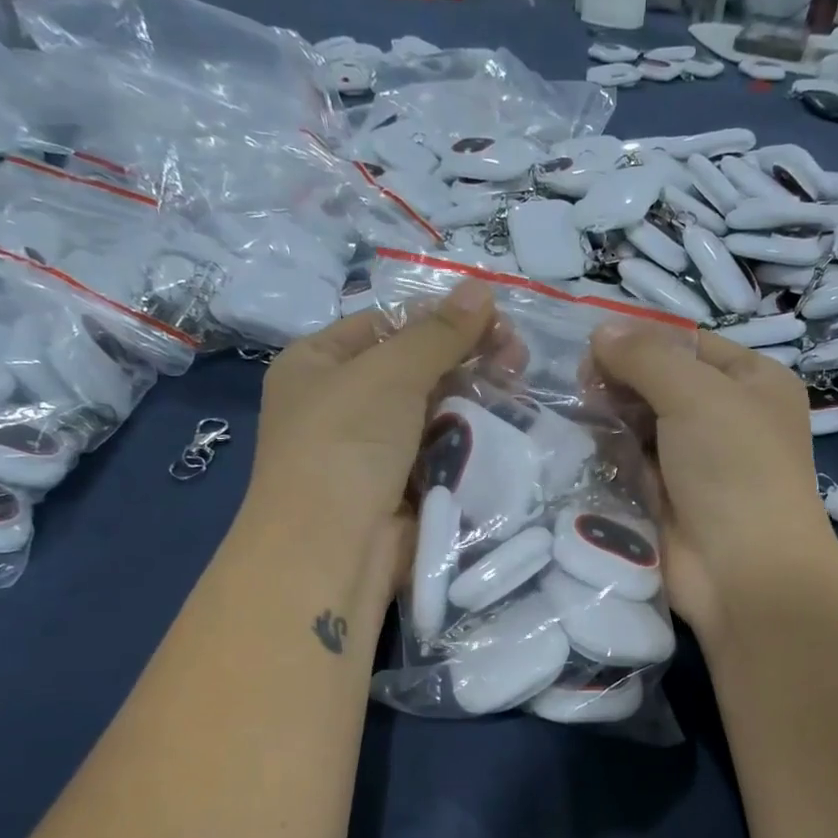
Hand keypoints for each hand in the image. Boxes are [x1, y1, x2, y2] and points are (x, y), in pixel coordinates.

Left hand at [246, 282, 495, 585]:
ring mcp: (373, 452)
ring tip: (518, 394)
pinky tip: (505, 433)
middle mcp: (342, 405)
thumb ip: (439, 332)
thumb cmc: (346, 443)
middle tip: (518, 360)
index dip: (442, 319)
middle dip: (467, 361)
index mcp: (319, 364)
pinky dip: (470, 444)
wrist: (331, 550)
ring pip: (435, 414)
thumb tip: (482, 287)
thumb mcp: (389, 372)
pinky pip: (442, 455)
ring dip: (475, 404)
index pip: (387, 325)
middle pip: (416, 369)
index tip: (496, 322)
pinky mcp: (402, 490)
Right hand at [588, 324, 837, 640]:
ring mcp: (695, 464)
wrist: (743, 572)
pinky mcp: (666, 501)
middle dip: (621, 382)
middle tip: (583, 386)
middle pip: (660, 384)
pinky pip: (630, 466)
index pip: (688, 344)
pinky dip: (609, 457)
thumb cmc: (734, 468)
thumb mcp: (696, 393)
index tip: (593, 346)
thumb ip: (645, 356)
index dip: (641, 340)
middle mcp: (726, 419)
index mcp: (752, 383)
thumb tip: (601, 332)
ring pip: (640, 426)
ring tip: (579, 417)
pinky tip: (584, 450)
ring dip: (610, 420)